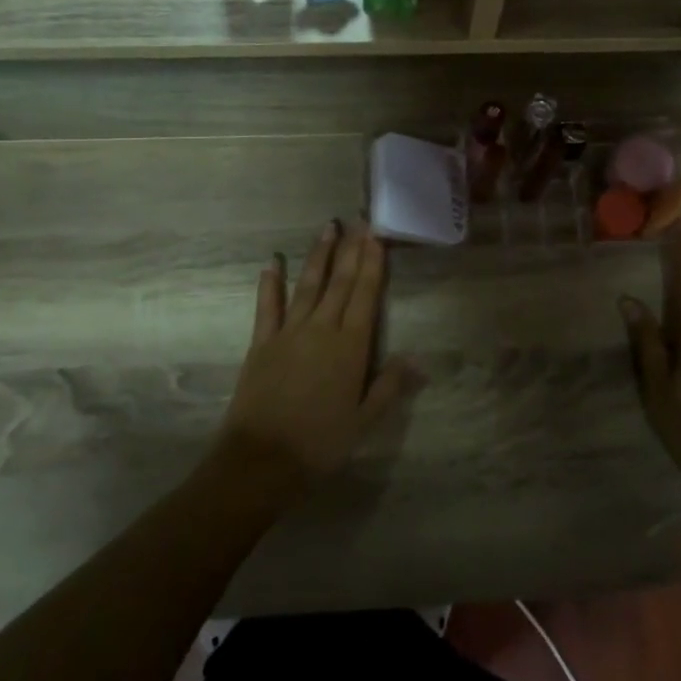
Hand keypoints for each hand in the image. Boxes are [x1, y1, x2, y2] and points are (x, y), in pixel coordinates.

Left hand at [214, 220, 414, 494]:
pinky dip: (270, 284)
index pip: (365, 295)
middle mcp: (321, 329)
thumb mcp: (364, 421)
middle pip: (340, 282)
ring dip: (318, 256)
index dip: (372, 264)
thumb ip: (389, 386)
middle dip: (351, 249)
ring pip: (307, 285)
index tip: (376, 236)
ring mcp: (288, 332)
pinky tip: (272, 263)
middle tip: (359, 220)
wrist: (261, 460)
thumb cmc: (320, 443)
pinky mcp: (261, 343)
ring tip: (327, 228)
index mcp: (350, 346)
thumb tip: (418, 360)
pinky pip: (267, 306)